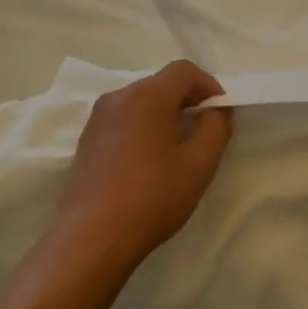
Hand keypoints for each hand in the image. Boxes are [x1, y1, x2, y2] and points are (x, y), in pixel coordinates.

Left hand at [53, 60, 232, 272]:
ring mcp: (97, 119)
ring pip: (141, 101)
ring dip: (164, 114)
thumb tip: (216, 110)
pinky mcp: (87, 141)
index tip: (221, 112)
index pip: (184, 70)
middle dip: (187, 99)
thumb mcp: (200, 163)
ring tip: (178, 147)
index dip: (209, 85)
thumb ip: (216, 127)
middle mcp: (118, 98)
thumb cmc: (153, 197)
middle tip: (204, 130)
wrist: (92, 238)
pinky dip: (143, 127)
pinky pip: (123, 120)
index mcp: (147, 96)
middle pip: (161, 83)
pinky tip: (149, 161)